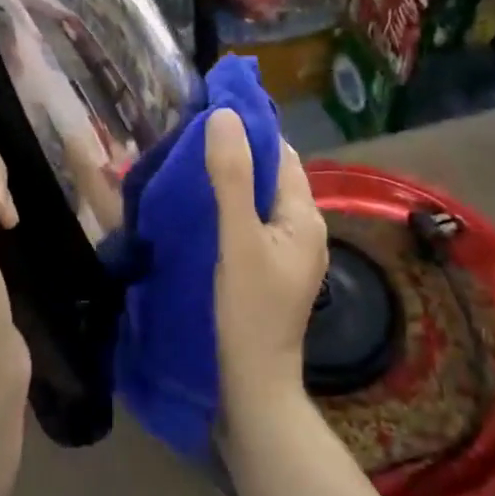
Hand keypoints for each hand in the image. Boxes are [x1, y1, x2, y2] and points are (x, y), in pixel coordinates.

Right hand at [204, 109, 328, 402]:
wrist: (253, 385)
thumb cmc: (249, 310)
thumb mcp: (237, 238)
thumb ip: (231, 177)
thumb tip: (224, 115)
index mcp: (305, 215)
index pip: (281, 154)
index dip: (250, 129)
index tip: (209, 111)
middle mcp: (303, 228)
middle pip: (271, 175)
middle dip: (237, 151)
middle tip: (190, 136)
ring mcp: (288, 252)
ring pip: (259, 199)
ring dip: (231, 179)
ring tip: (189, 164)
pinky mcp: (270, 270)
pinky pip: (251, 222)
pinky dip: (229, 206)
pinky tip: (201, 208)